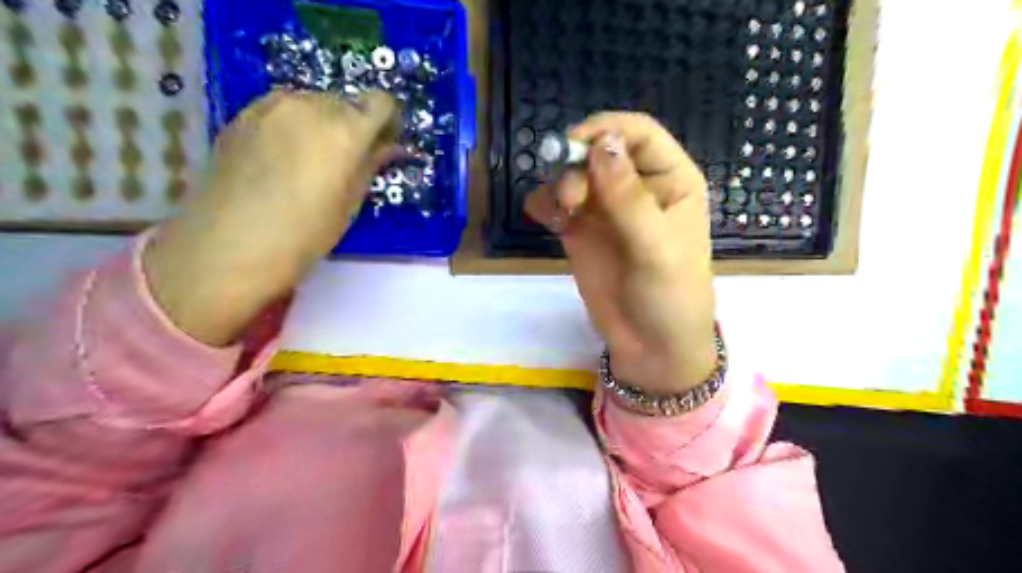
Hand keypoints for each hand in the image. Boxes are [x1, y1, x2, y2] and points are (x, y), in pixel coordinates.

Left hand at [143, 92, 399, 346]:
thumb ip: (370, 166)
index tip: (384, 146)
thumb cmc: (303, 234)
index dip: (387, 123)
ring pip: (314, 104)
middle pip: (347, 102)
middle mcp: (310, 104)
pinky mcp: (242, 114)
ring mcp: (271, 105)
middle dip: (355, 126)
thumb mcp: (350, 204)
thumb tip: (388, 146)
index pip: (381, 103)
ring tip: (314, 163)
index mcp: (345, 129)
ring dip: (324, 125)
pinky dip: (295, 127)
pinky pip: (284, 111)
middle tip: (349, 161)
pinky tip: (284, 161)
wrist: (226, 246)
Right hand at [526, 114, 717, 394]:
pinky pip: (555, 203)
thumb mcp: (657, 247)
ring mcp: (605, 209)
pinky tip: (549, 221)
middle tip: (571, 198)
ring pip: (572, 174)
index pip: (637, 133)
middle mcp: (635, 187)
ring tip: (562, 215)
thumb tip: (601, 143)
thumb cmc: (670, 296)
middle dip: (577, 164)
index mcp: (669, 180)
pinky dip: (545, 204)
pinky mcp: (580, 231)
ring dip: (560, 184)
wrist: (650, 346)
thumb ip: (628, 197)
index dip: (605, 130)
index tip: (574, 145)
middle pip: (598, 150)